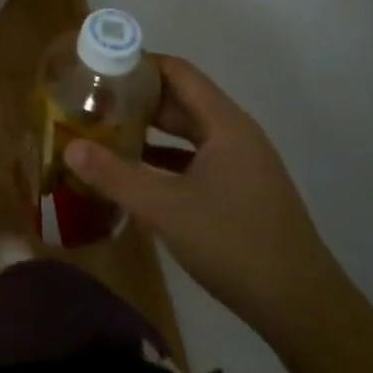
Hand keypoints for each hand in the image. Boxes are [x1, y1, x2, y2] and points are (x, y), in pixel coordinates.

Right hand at [64, 54, 347, 343]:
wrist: (303, 308)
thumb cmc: (234, 244)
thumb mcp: (165, 209)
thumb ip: (114, 176)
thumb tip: (69, 147)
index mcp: (224, 124)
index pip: (177, 72)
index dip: (138, 64)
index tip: (97, 67)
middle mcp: (236, 134)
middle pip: (180, 99)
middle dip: (136, 97)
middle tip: (91, 100)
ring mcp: (242, 163)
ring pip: (188, 131)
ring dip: (149, 129)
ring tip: (104, 130)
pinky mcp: (241, 190)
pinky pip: (195, 157)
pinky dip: (164, 157)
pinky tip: (135, 171)